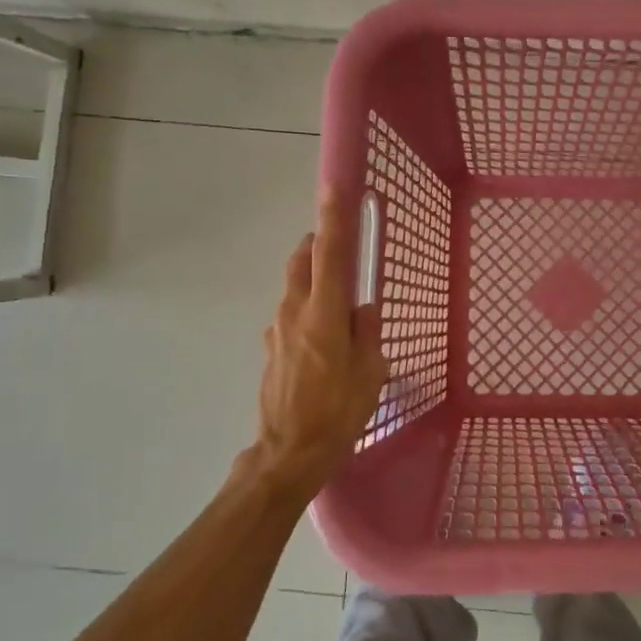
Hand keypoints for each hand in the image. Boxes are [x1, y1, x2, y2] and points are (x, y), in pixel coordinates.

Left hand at [253, 187, 388, 504]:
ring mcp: (277, 329)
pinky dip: (306, 309)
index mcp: (325, 313)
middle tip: (339, 246)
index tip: (335, 187)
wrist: (289, 453)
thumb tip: (362, 309)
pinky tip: (322, 339)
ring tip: (337, 302)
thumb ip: (367, 332)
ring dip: (312, 278)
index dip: (334, 218)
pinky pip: (290, 314)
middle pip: (302, 260)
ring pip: (294, 286)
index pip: (331, 254)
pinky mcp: (270, 348)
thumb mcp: (370, 372)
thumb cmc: (339, 412)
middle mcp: (295, 312)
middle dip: (318, 244)